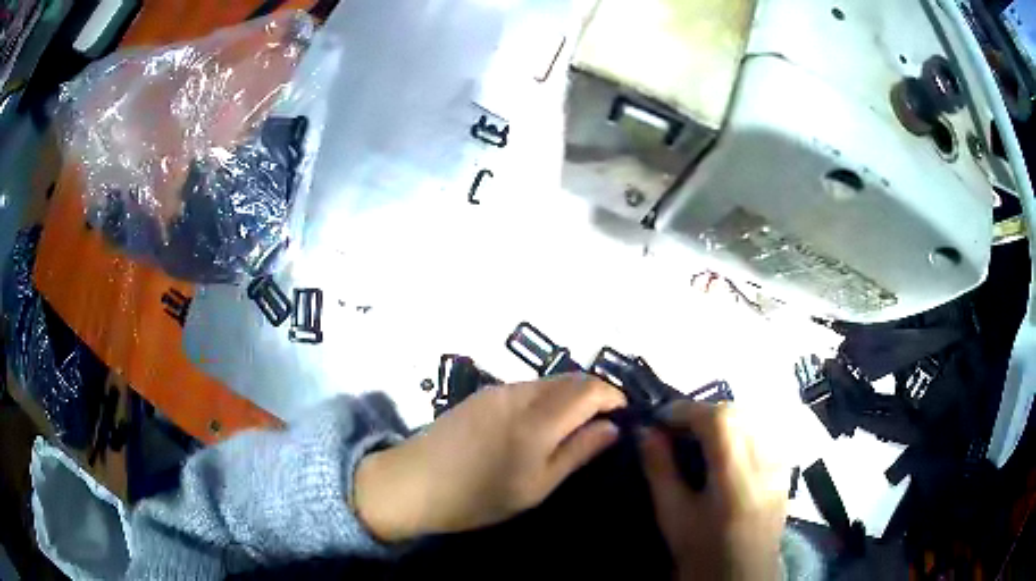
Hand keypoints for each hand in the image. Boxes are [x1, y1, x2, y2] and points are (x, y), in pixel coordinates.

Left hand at [354, 374, 625, 542]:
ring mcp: (498, 389)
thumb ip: (577, 452)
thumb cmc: (478, 496)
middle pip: (571, 378)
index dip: (613, 396)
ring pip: (549, 381)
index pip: (590, 388)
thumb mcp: (536, 486)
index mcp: (538, 419)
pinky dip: (546, 397)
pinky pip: (527, 387)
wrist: (412, 482)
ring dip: (570, 395)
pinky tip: (541, 423)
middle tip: (603, 423)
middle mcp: (520, 393)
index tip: (623, 417)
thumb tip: (611, 427)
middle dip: (594, 394)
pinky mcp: (482, 393)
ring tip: (575, 425)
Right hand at [640, 402, 786, 580]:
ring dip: (721, 420)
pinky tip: (725, 448)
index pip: (718, 419)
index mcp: (737, 474)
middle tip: (675, 428)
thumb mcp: (673, 514)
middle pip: (737, 412)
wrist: (742, 573)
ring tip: (698, 436)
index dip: (686, 410)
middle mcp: (766, 459)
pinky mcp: (785, 466)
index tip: (659, 418)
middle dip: (702, 413)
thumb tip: (645, 430)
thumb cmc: (703, 550)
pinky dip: (740, 429)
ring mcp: (780, 461)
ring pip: (752, 418)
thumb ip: (660, 469)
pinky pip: (763, 432)